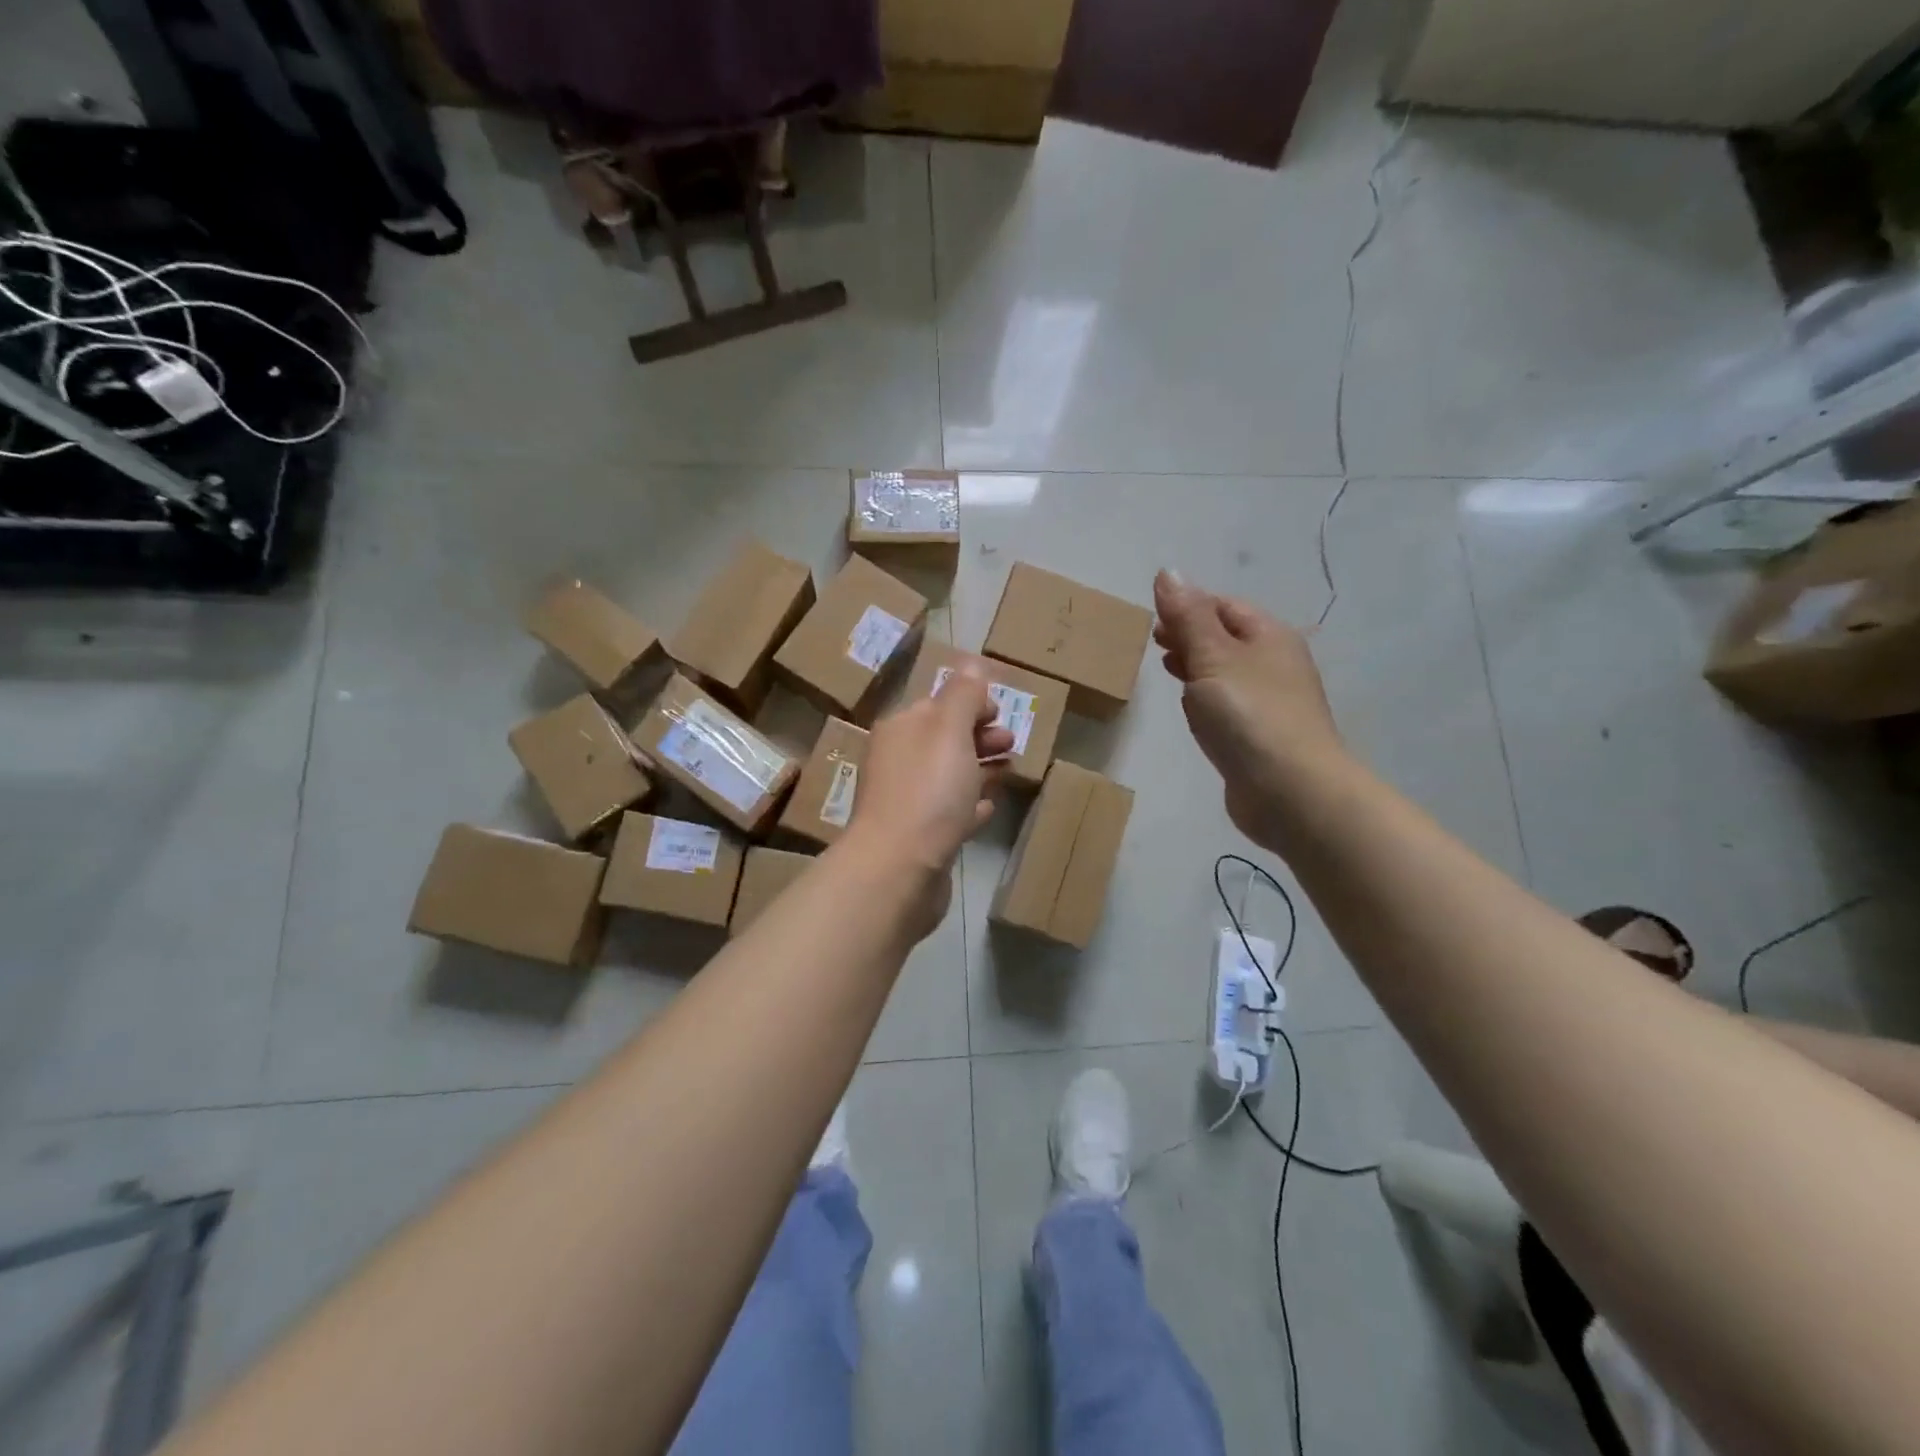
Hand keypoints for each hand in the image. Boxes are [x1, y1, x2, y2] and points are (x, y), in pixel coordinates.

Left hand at [843, 657, 1013, 932]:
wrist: (899, 868)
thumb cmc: (928, 791)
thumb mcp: (949, 730)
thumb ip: (963, 695)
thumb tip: (971, 663)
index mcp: (902, 729)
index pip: (938, 704)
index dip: (971, 703)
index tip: (1000, 712)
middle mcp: (899, 761)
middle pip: (944, 739)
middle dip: (979, 735)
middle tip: (1011, 742)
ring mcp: (907, 801)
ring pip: (949, 775)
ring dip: (979, 767)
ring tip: (1009, 770)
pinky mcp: (919, 838)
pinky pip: (949, 813)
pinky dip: (970, 805)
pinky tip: (988, 807)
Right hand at [1152, 569, 1345, 850]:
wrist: (1290, 791)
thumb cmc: (1249, 714)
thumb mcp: (1213, 656)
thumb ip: (1188, 616)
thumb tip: (1168, 571)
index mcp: (1270, 636)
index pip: (1224, 606)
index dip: (1188, 606)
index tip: (1153, 619)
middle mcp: (1276, 664)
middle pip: (1227, 638)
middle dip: (1190, 635)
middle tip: (1154, 644)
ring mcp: (1271, 702)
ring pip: (1226, 673)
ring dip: (1196, 667)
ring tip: (1166, 670)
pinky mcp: (1261, 737)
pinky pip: (1229, 706)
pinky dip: (1206, 700)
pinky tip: (1192, 712)